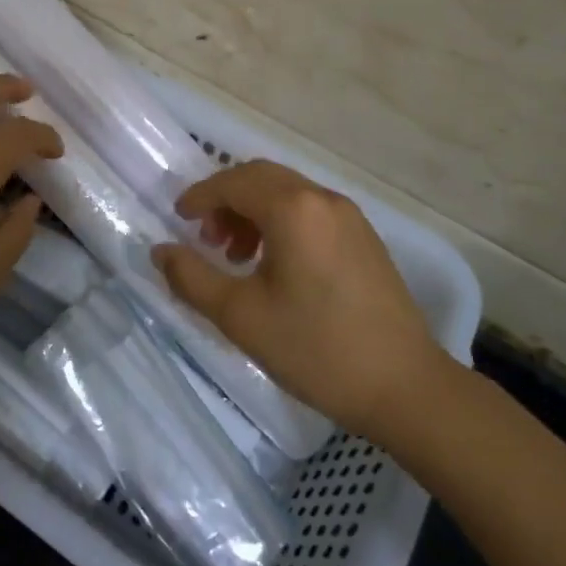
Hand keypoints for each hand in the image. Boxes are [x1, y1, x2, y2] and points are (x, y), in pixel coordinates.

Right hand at [152, 160, 454, 448]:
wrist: (406, 388)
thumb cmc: (316, 348)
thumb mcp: (241, 317)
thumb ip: (192, 278)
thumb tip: (160, 251)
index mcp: (293, 209)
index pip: (233, 182)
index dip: (199, 196)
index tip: (178, 219)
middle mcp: (322, 199)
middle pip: (260, 177)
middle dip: (225, 199)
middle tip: (206, 239)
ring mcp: (349, 216)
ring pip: (286, 192)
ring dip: (252, 211)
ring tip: (237, 256)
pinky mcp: (364, 237)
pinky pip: (310, 211)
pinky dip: (280, 221)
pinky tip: (274, 265)